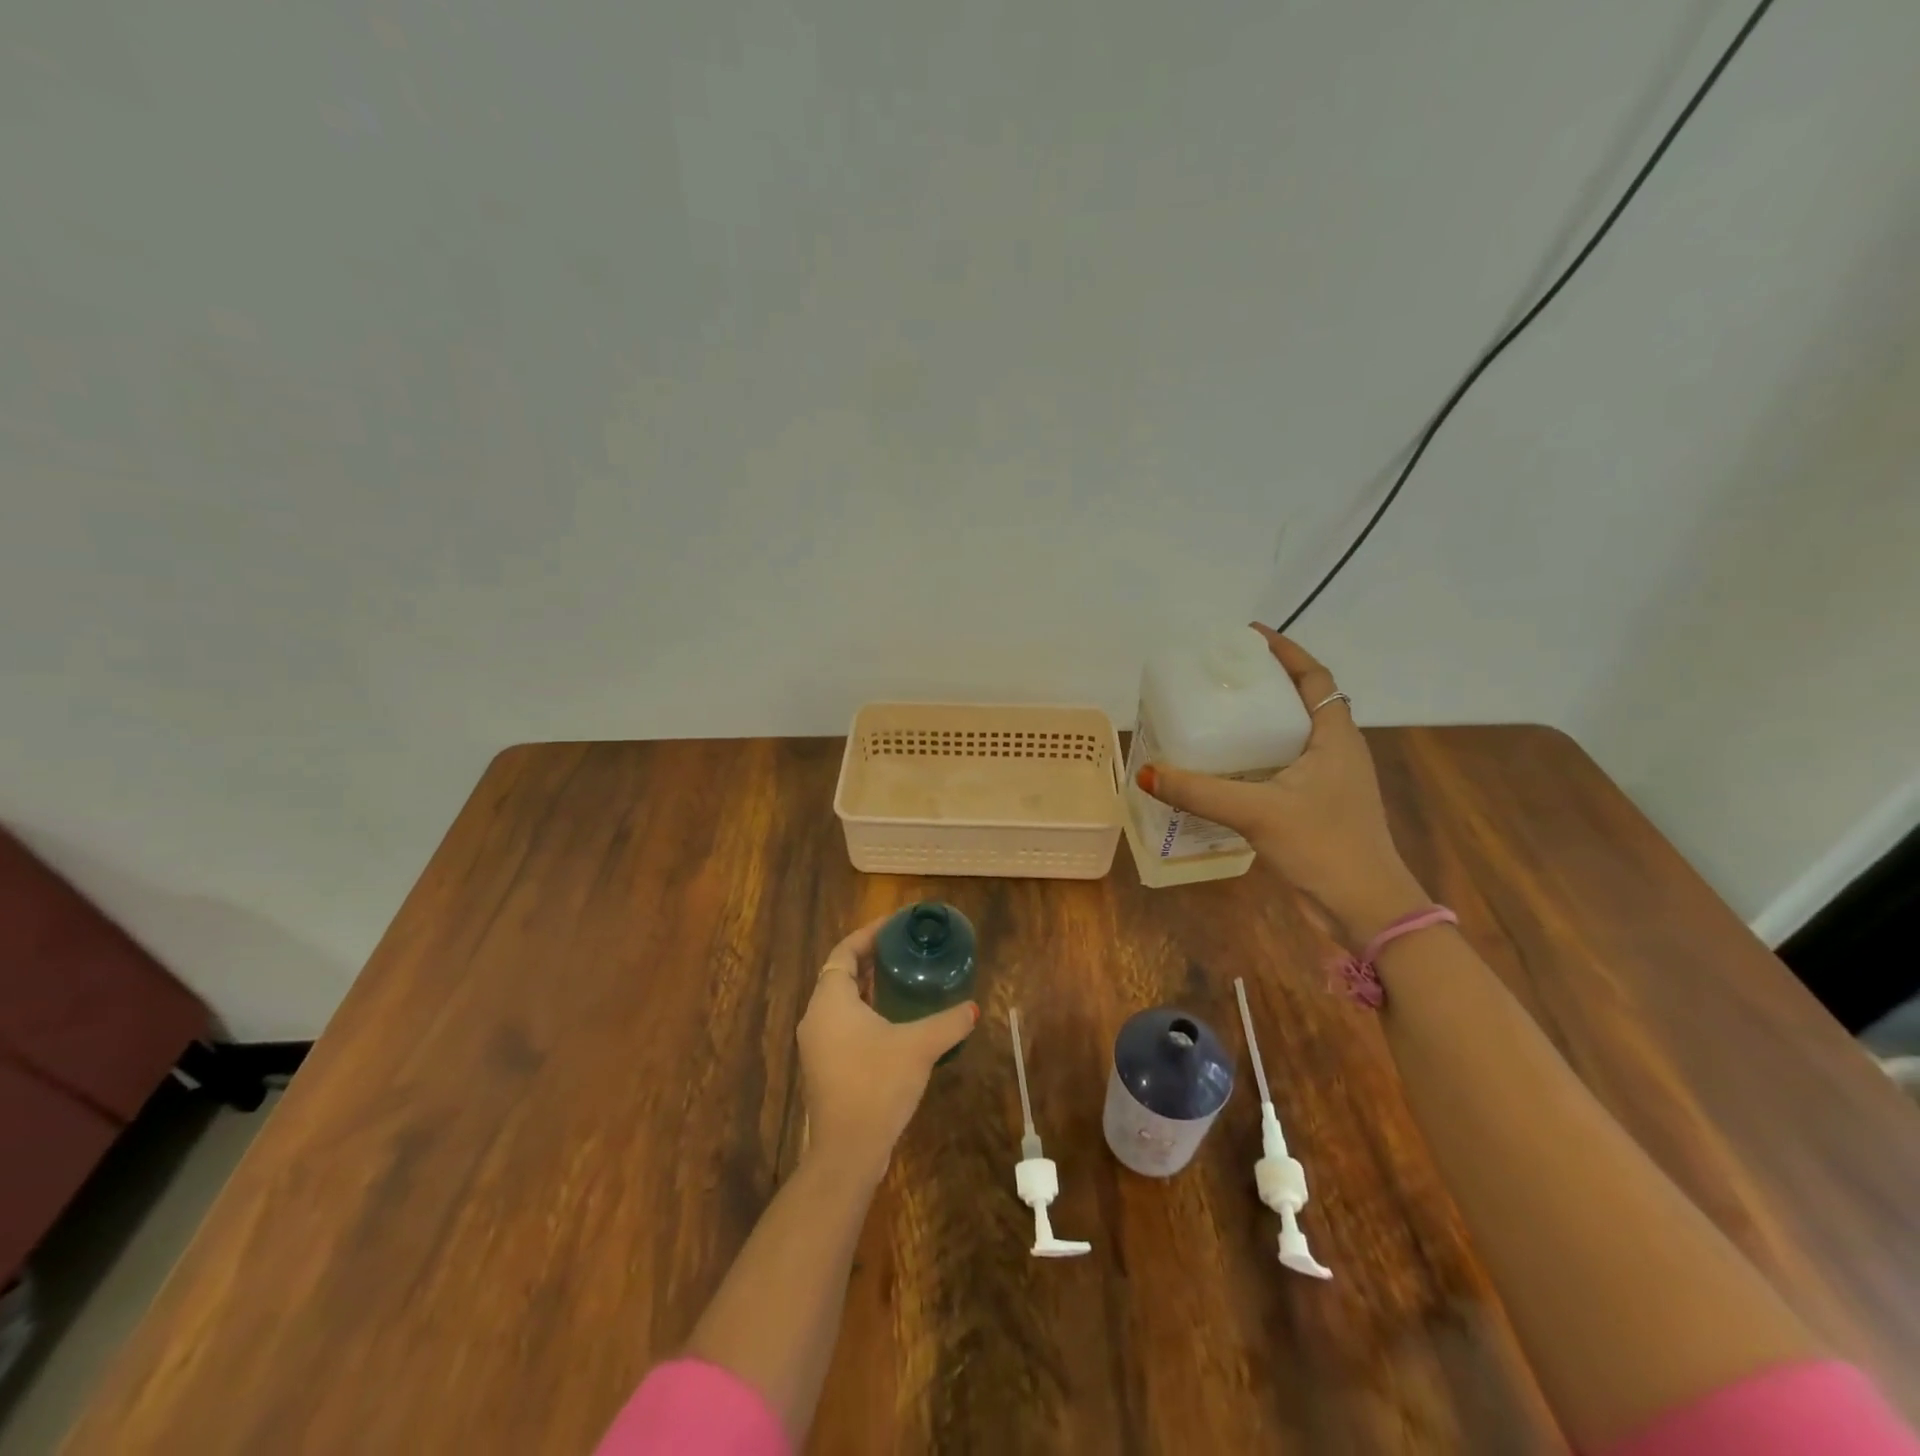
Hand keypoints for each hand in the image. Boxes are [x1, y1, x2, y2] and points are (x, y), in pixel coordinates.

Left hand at [797, 917, 977, 1184]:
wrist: (847, 1152)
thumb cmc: (877, 1085)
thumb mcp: (919, 1047)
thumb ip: (948, 1022)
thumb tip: (973, 1008)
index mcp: (830, 1000)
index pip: (844, 951)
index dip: (869, 934)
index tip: (896, 925)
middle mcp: (816, 1017)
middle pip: (840, 974)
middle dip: (870, 959)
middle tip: (904, 949)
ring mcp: (817, 1045)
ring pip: (841, 1001)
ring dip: (867, 987)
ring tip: (902, 979)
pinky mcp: (824, 1067)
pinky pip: (842, 1024)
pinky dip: (864, 1012)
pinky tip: (894, 1021)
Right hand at [1135, 626, 1428, 942]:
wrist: (1365, 908)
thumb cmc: (1323, 845)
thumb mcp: (1257, 812)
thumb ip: (1200, 792)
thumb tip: (1148, 773)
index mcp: (1335, 738)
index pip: (1315, 678)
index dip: (1286, 652)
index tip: (1249, 636)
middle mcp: (1336, 752)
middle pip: (1303, 702)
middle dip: (1266, 684)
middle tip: (1221, 676)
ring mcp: (1329, 782)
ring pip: (1293, 737)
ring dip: (1261, 722)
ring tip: (1217, 715)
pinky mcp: (1318, 808)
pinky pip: (1285, 767)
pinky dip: (1258, 757)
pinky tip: (1226, 768)